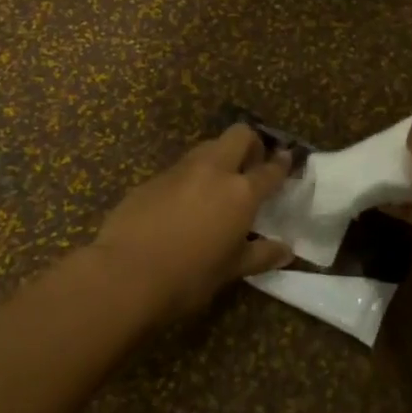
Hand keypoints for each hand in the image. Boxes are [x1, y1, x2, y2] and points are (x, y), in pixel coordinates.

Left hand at [92, 125, 294, 323]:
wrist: (124, 275)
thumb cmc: (188, 277)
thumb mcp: (230, 270)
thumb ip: (260, 255)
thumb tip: (286, 251)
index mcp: (240, 192)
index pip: (269, 169)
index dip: (281, 163)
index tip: (287, 159)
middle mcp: (213, 171)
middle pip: (239, 135)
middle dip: (250, 143)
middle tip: (251, 166)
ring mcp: (179, 171)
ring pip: (207, 147)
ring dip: (219, 157)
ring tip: (218, 185)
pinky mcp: (151, 179)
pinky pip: (180, 169)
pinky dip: (190, 177)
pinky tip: (183, 204)